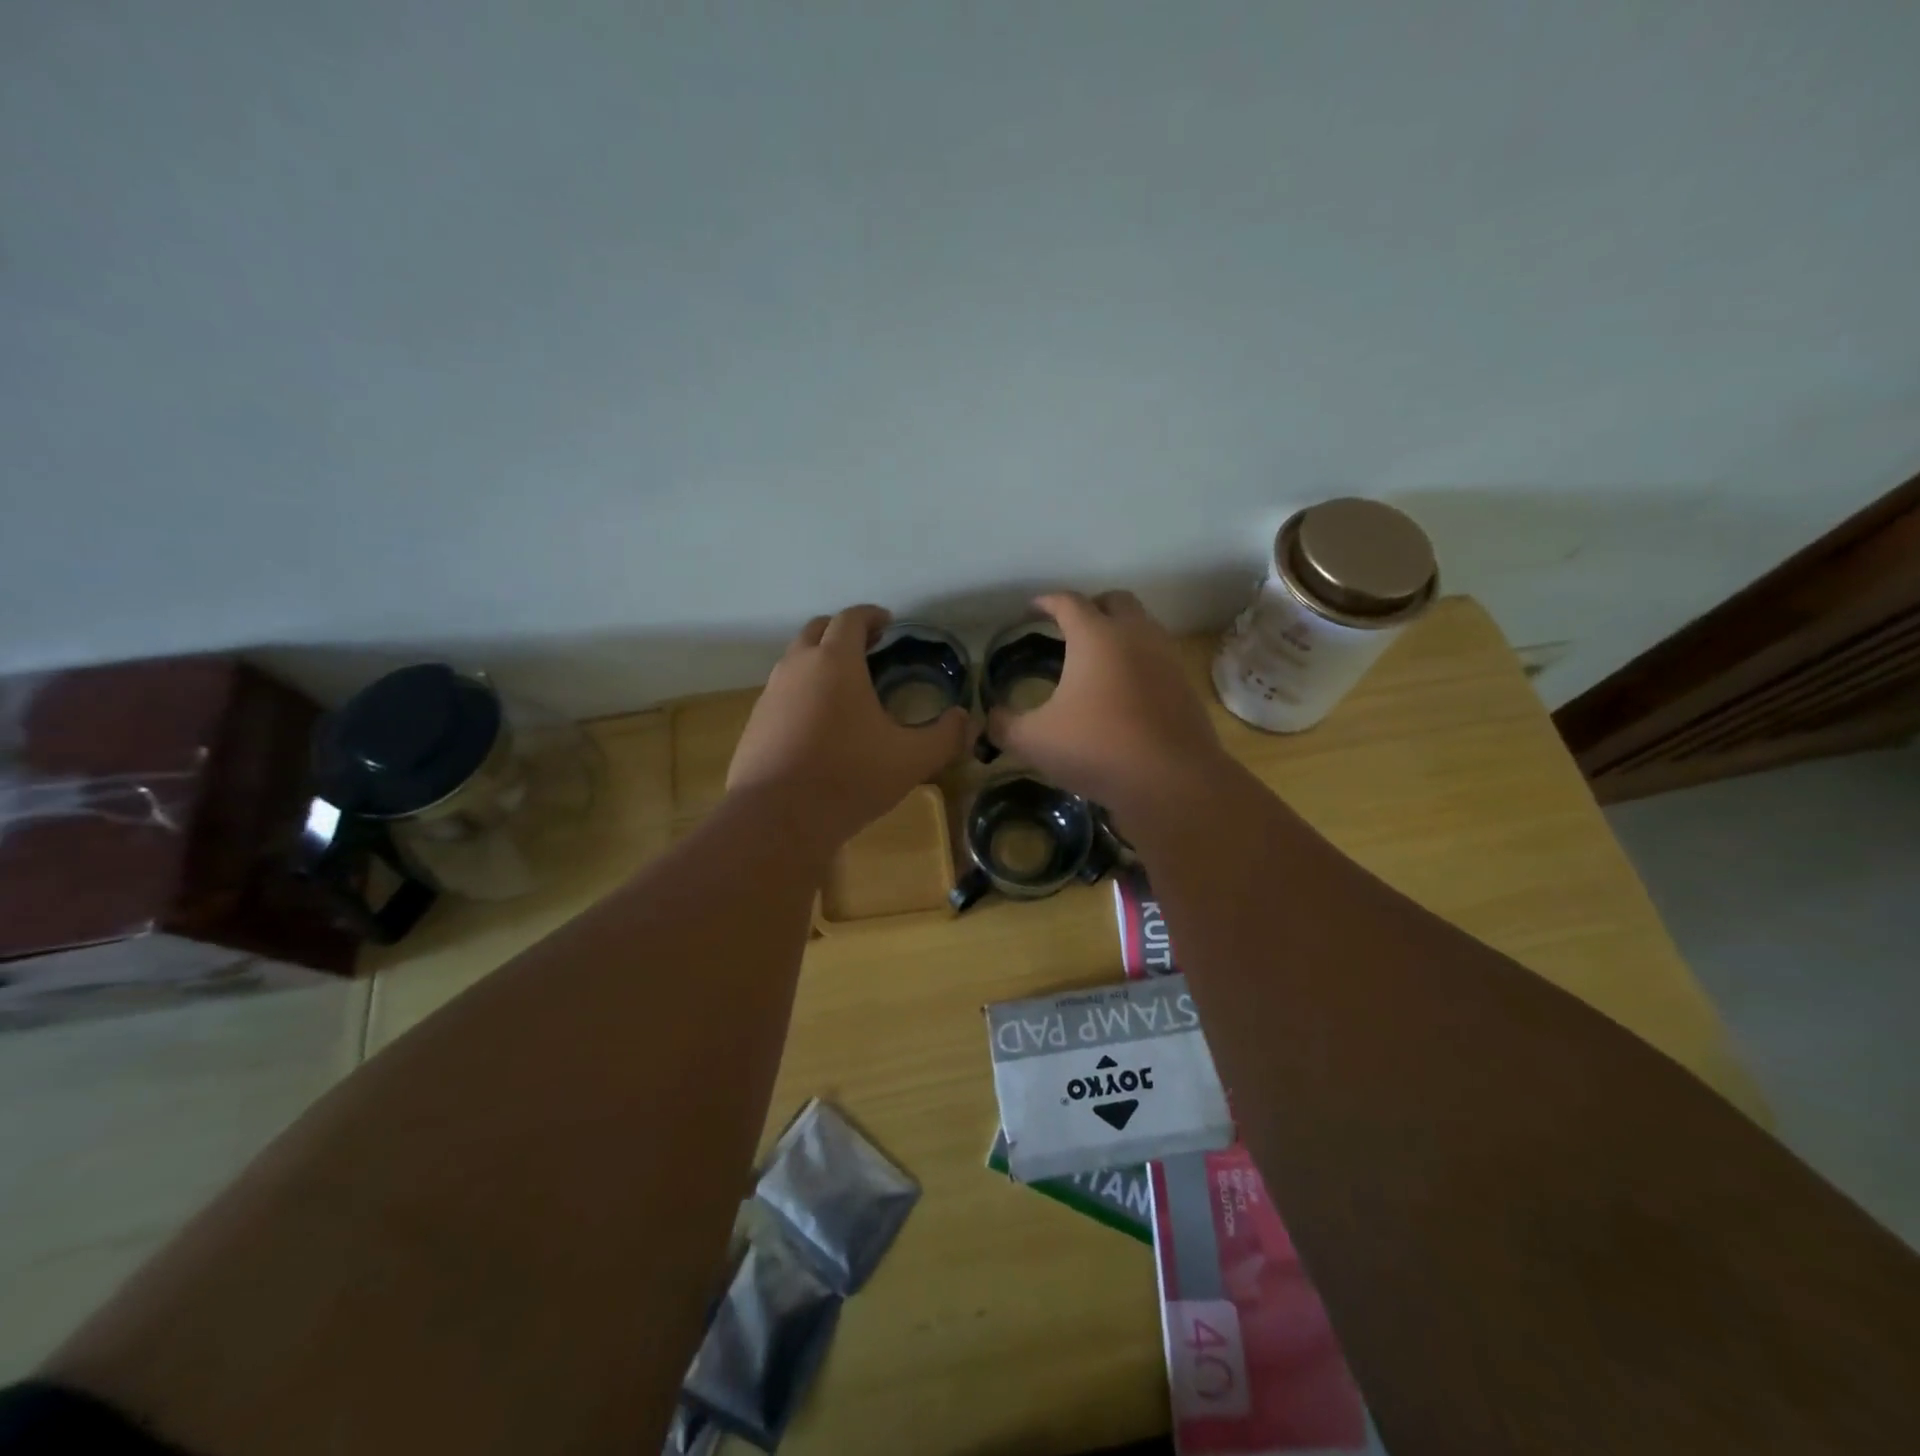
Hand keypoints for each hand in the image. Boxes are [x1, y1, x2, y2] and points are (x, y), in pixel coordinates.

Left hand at [727, 605, 969, 850]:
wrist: (778, 819)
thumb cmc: (849, 778)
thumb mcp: (912, 760)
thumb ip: (945, 736)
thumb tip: (964, 720)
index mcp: (836, 662)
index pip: (851, 618)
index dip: (871, 615)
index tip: (888, 623)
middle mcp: (798, 667)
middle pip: (817, 629)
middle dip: (842, 631)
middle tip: (868, 648)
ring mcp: (770, 694)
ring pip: (795, 661)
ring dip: (819, 661)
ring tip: (845, 687)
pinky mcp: (755, 722)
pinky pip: (782, 693)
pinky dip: (802, 692)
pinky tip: (818, 724)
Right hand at [987, 591, 1230, 818]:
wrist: (1171, 780)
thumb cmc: (1096, 748)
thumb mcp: (1034, 741)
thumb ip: (1004, 725)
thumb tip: (989, 719)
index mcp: (1095, 636)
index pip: (1068, 602)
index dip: (1046, 602)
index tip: (1032, 609)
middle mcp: (1135, 635)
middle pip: (1114, 601)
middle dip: (1091, 607)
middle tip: (1069, 628)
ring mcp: (1165, 658)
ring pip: (1142, 626)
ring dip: (1119, 632)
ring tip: (1096, 660)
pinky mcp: (1184, 685)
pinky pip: (1157, 658)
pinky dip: (1138, 661)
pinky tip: (1122, 692)